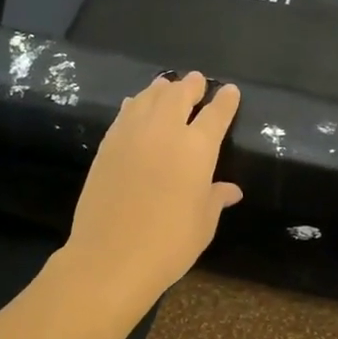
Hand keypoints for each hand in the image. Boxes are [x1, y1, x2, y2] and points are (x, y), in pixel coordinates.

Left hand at [62, 72, 243, 305]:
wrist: (110, 257)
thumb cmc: (168, 244)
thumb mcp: (203, 223)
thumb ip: (215, 198)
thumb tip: (230, 190)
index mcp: (197, 148)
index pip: (216, 114)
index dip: (225, 100)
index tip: (230, 90)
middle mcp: (165, 132)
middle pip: (178, 95)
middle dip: (190, 85)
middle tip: (196, 80)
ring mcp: (132, 135)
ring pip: (149, 98)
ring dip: (162, 89)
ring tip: (167, 86)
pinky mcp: (107, 146)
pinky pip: (125, 114)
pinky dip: (136, 104)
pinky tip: (136, 105)